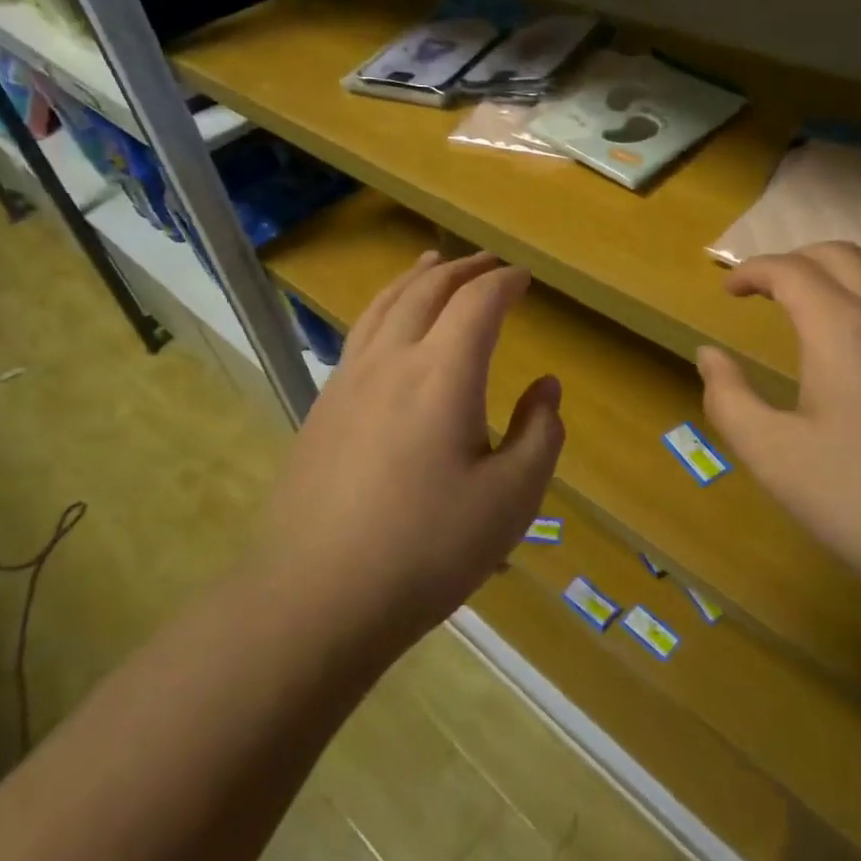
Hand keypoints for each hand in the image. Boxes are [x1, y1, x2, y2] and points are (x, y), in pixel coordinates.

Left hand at [265, 251, 563, 652]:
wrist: (314, 598)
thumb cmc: (426, 550)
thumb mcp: (511, 500)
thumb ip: (540, 433)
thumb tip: (547, 387)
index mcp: (443, 373)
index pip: (478, 303)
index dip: (506, 283)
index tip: (526, 278)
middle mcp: (392, 360)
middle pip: (428, 289)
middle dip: (464, 269)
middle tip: (489, 264)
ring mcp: (348, 381)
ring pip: (385, 304)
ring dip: (417, 277)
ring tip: (433, 262)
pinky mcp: (323, 407)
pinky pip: (360, 333)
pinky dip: (386, 307)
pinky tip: (389, 326)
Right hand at [695, 242, 860, 612]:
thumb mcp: (774, 458)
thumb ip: (729, 399)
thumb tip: (709, 355)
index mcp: (843, 328)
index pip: (791, 270)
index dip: (753, 270)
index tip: (728, 290)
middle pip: (841, 255)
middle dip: (796, 260)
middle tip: (766, 290)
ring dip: (838, 278)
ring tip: (811, 313)